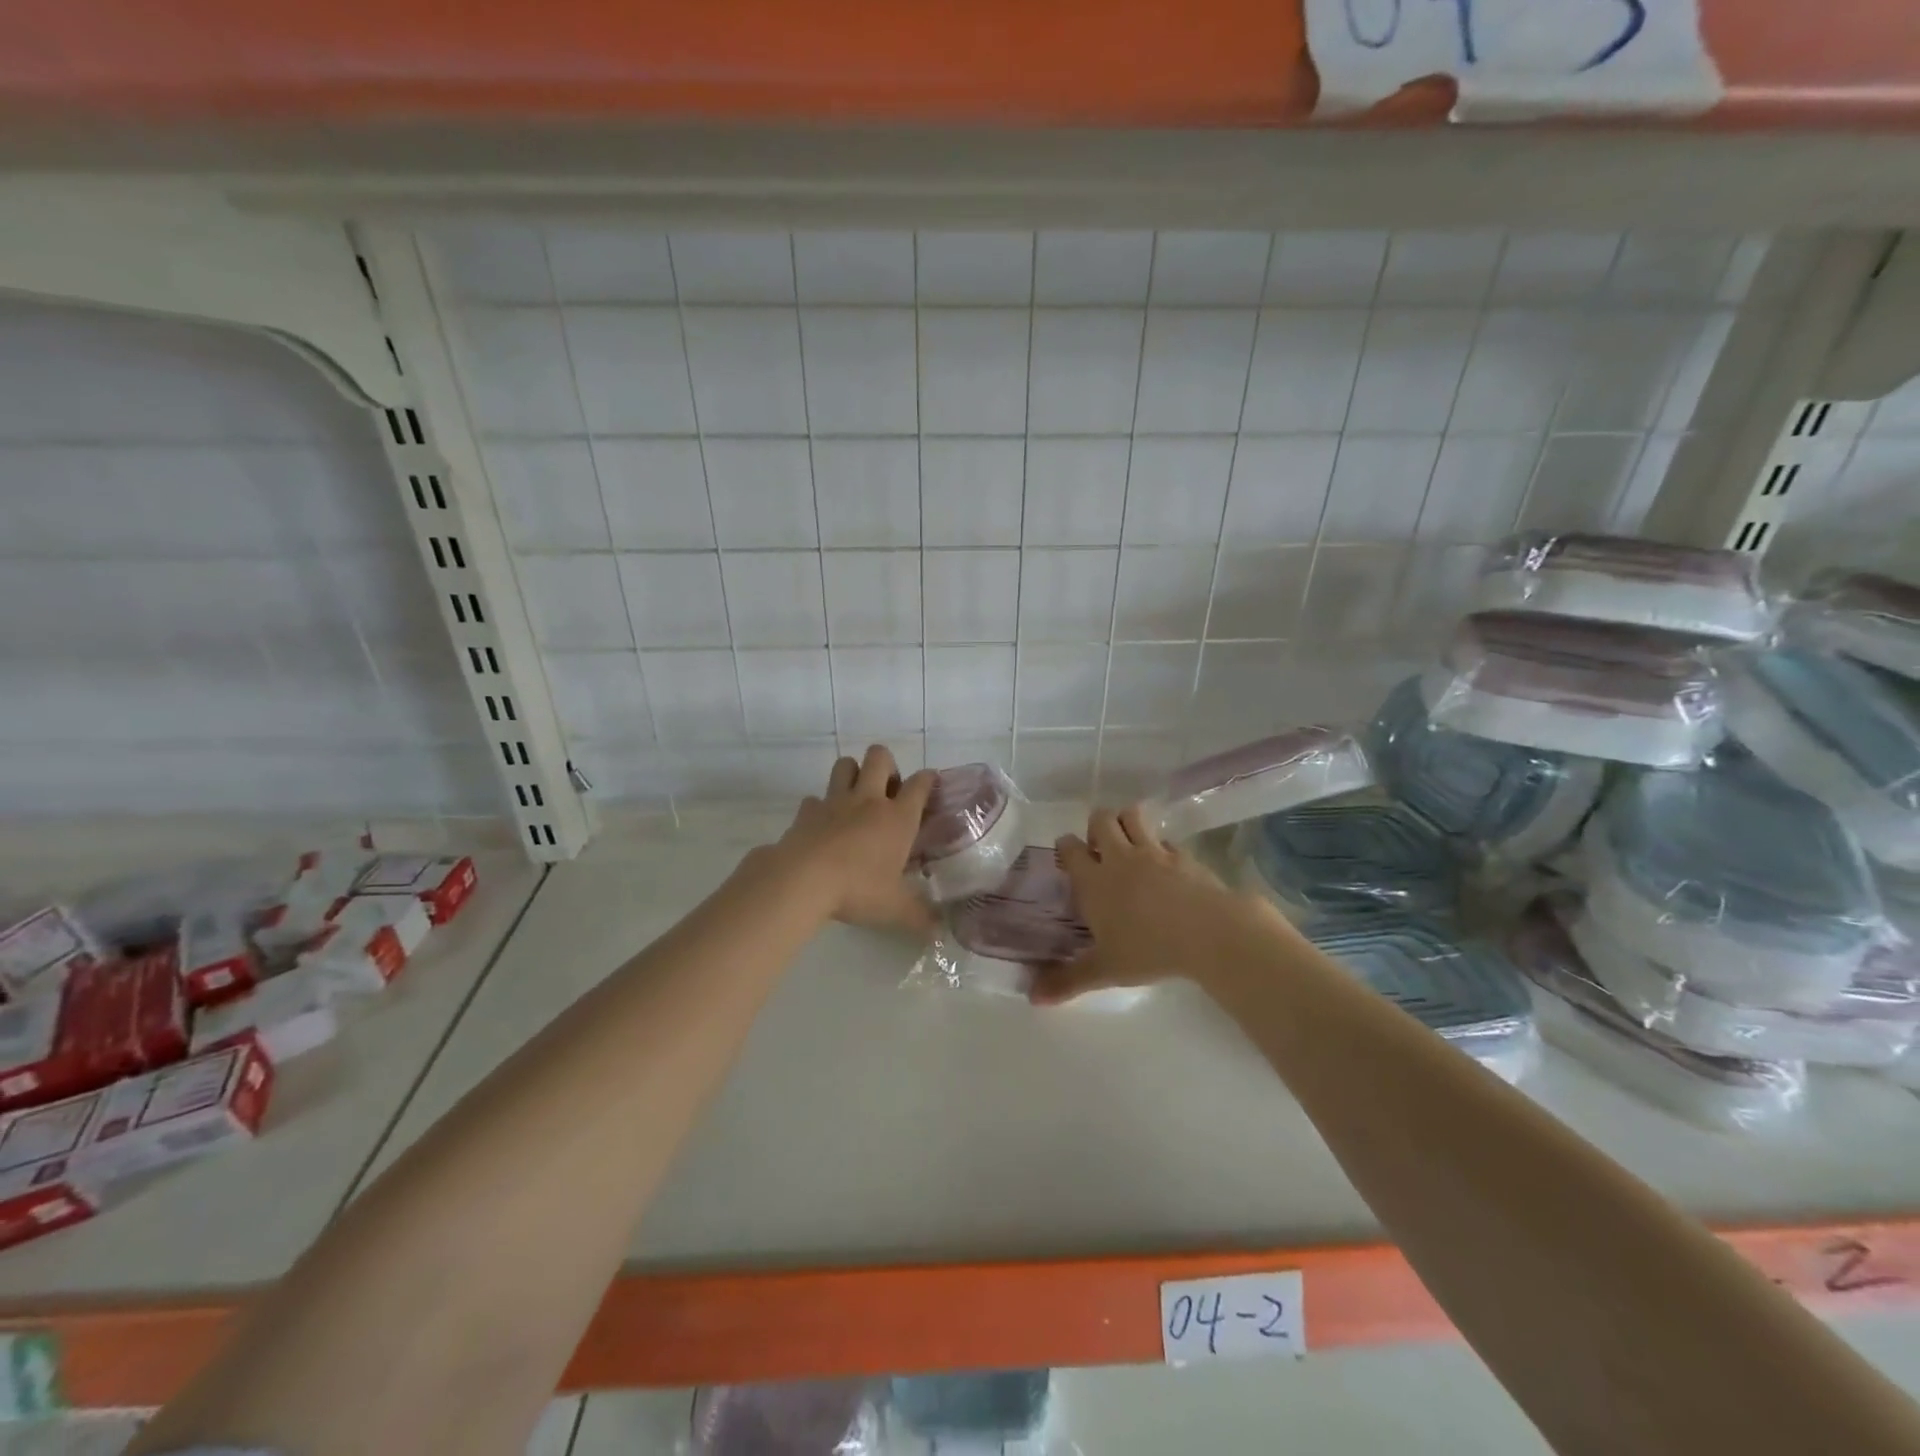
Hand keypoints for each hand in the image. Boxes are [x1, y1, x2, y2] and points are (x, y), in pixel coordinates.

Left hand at [763, 744, 937, 934]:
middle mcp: (868, 800)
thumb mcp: (895, 909)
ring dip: (852, 773)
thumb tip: (940, 931)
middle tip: (888, 790)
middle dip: (886, 764)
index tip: (930, 784)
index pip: (920, 784)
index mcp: (897, 817)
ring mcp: (835, 802)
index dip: (928, 779)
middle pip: (879, 757)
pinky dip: (819, 807)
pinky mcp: (806, 811)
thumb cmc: (858, 889)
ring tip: (856, 797)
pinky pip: (814, 798)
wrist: (802, 880)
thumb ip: (919, 917)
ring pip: (845, 764)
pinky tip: (822, 825)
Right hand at [1029, 804, 1271, 1004]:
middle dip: (1096, 826)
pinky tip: (1165, 865)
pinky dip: (1160, 846)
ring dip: (1126, 822)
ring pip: (1133, 816)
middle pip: (1101, 819)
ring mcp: (1154, 851)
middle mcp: (1120, 858)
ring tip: (1128, 844)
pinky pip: (1166, 839)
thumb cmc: (1149, 950)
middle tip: (1100, 849)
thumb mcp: (1106, 970)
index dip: (1066, 847)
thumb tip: (1033, 998)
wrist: (1209, 932)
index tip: (1068, 857)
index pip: (1070, 847)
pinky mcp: (1183, 854)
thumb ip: (1069, 980)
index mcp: (1094, 880)